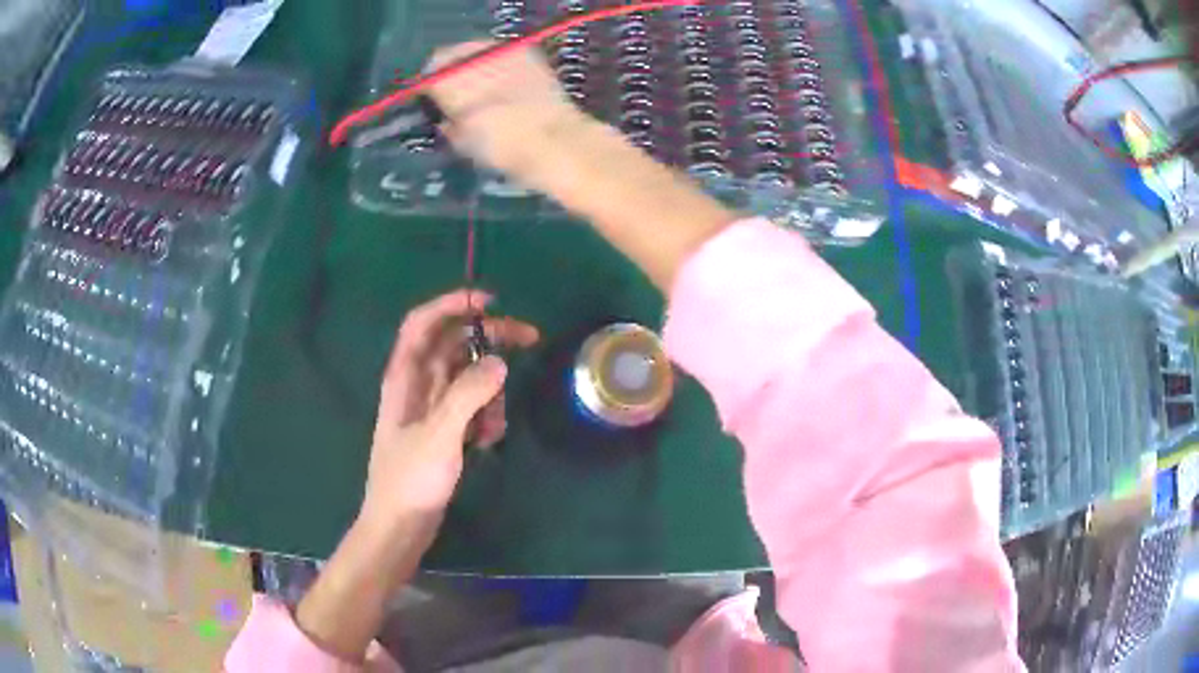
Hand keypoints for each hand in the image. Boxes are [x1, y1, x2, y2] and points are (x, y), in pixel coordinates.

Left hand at [361, 289, 538, 529]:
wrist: (400, 526)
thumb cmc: (410, 479)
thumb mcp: (440, 434)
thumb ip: (468, 394)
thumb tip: (499, 362)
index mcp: (405, 377)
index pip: (423, 323)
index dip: (452, 303)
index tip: (489, 301)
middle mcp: (417, 385)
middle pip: (453, 344)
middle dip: (489, 339)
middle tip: (529, 337)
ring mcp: (432, 408)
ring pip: (468, 378)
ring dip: (490, 392)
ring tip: (493, 425)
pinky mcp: (444, 430)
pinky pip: (472, 407)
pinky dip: (486, 416)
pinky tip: (487, 441)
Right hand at [425, 41, 588, 182]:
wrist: (553, 140)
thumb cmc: (502, 147)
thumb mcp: (461, 143)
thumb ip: (447, 123)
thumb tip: (446, 118)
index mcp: (447, 80)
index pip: (426, 76)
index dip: (426, 89)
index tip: (430, 103)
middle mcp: (471, 56)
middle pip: (450, 56)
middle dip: (450, 72)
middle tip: (455, 95)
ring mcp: (501, 50)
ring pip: (475, 50)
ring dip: (474, 65)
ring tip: (481, 88)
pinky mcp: (527, 52)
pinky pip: (502, 52)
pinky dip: (497, 63)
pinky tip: (505, 83)